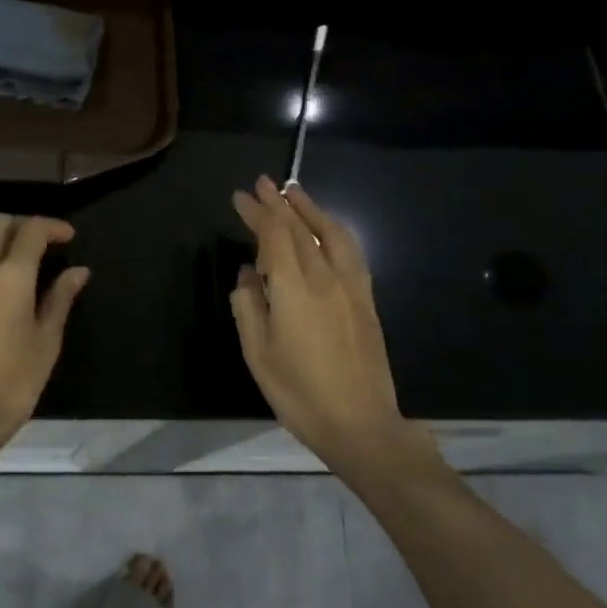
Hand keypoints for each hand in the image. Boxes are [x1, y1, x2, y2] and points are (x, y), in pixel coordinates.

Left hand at [0, 214, 89, 465]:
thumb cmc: (12, 383)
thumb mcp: (46, 342)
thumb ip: (60, 299)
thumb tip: (78, 272)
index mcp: (10, 277)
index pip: (31, 230)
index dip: (52, 226)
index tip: (68, 237)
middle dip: (22, 225)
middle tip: (42, 243)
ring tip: (11, 255)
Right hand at [230, 177, 416, 472]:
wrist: (361, 424)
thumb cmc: (300, 392)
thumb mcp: (258, 353)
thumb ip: (248, 306)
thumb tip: (248, 274)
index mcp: (293, 288)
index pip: (273, 234)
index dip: (256, 212)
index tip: (240, 196)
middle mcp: (324, 276)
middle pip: (299, 228)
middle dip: (278, 202)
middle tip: (261, 183)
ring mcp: (350, 285)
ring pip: (329, 232)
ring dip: (309, 208)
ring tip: (294, 191)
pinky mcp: (366, 298)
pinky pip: (350, 250)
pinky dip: (334, 230)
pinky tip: (328, 228)